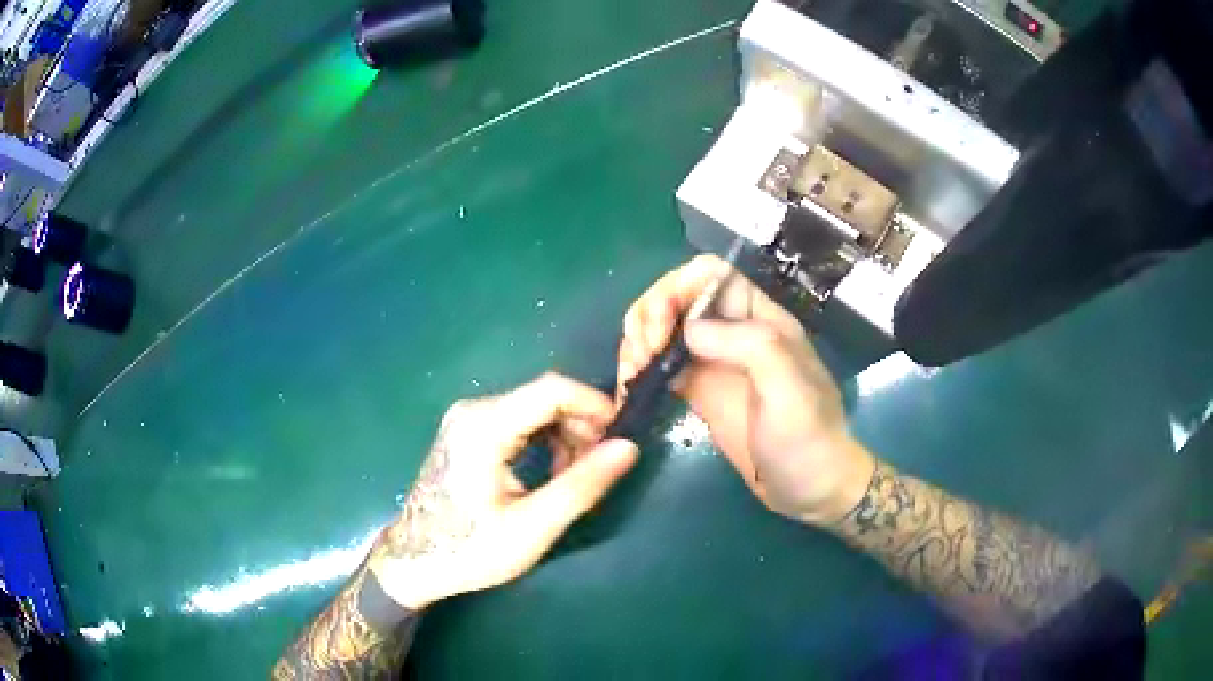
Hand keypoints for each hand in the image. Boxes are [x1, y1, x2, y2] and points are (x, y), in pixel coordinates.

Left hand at [366, 373, 637, 608]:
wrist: (414, 562)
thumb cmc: (470, 550)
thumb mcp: (532, 527)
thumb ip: (581, 485)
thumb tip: (629, 447)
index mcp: (484, 427)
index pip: (553, 389)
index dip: (595, 405)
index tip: (621, 437)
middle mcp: (473, 410)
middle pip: (544, 398)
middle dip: (581, 427)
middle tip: (598, 470)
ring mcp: (466, 419)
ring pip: (534, 410)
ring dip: (565, 437)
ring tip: (572, 480)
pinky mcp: (467, 432)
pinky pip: (518, 422)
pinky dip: (544, 442)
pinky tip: (549, 475)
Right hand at [619, 255, 872, 524]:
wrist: (809, 488)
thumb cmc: (808, 438)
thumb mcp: (790, 389)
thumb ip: (749, 347)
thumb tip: (690, 330)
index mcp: (759, 319)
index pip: (710, 275)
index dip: (678, 288)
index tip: (662, 326)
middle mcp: (732, 331)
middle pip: (677, 296)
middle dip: (650, 313)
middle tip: (643, 355)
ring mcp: (712, 361)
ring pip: (662, 326)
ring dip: (638, 339)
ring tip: (633, 373)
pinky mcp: (698, 389)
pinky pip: (659, 362)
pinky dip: (639, 366)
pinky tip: (631, 385)